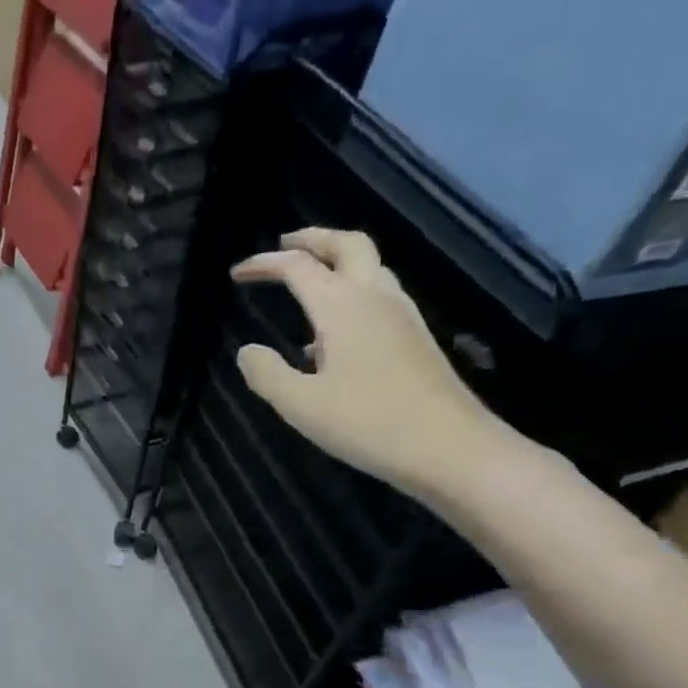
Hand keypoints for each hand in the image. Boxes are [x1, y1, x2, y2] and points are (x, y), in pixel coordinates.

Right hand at [233, 228, 511, 499]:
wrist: (450, 448)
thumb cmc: (367, 423)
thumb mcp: (300, 404)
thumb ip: (266, 373)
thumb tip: (247, 351)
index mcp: (342, 307)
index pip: (298, 267)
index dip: (264, 265)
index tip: (237, 274)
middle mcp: (375, 298)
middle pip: (347, 245)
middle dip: (313, 239)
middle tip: (285, 245)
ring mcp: (402, 316)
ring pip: (370, 267)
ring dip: (337, 262)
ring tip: (308, 282)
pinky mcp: (416, 338)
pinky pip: (379, 297)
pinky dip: (351, 293)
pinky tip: (333, 334)